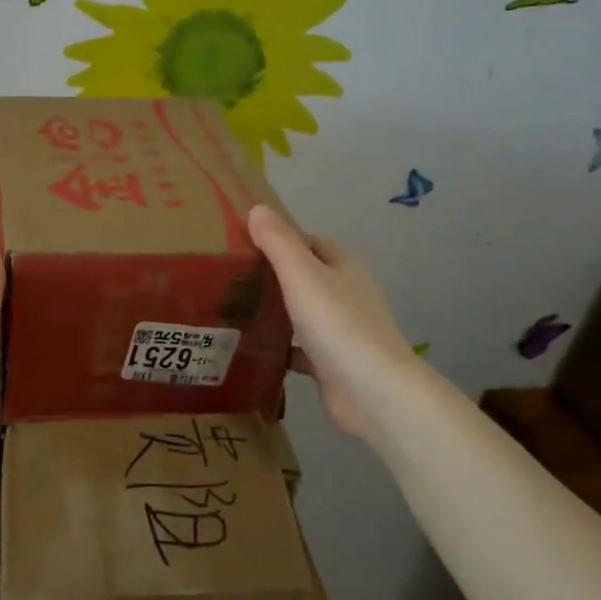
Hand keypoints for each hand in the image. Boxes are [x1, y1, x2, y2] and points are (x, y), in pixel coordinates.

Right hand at [249, 204, 414, 439]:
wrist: (372, 391)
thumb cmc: (337, 323)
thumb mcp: (301, 274)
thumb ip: (278, 242)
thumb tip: (257, 208)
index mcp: (343, 266)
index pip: (308, 242)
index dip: (278, 240)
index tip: (241, 246)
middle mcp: (346, 293)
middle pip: (304, 277)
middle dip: (271, 277)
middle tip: (229, 279)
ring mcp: (341, 330)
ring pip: (301, 313)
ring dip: (274, 312)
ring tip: (232, 310)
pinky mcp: (332, 363)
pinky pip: (300, 349)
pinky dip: (279, 348)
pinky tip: (251, 349)